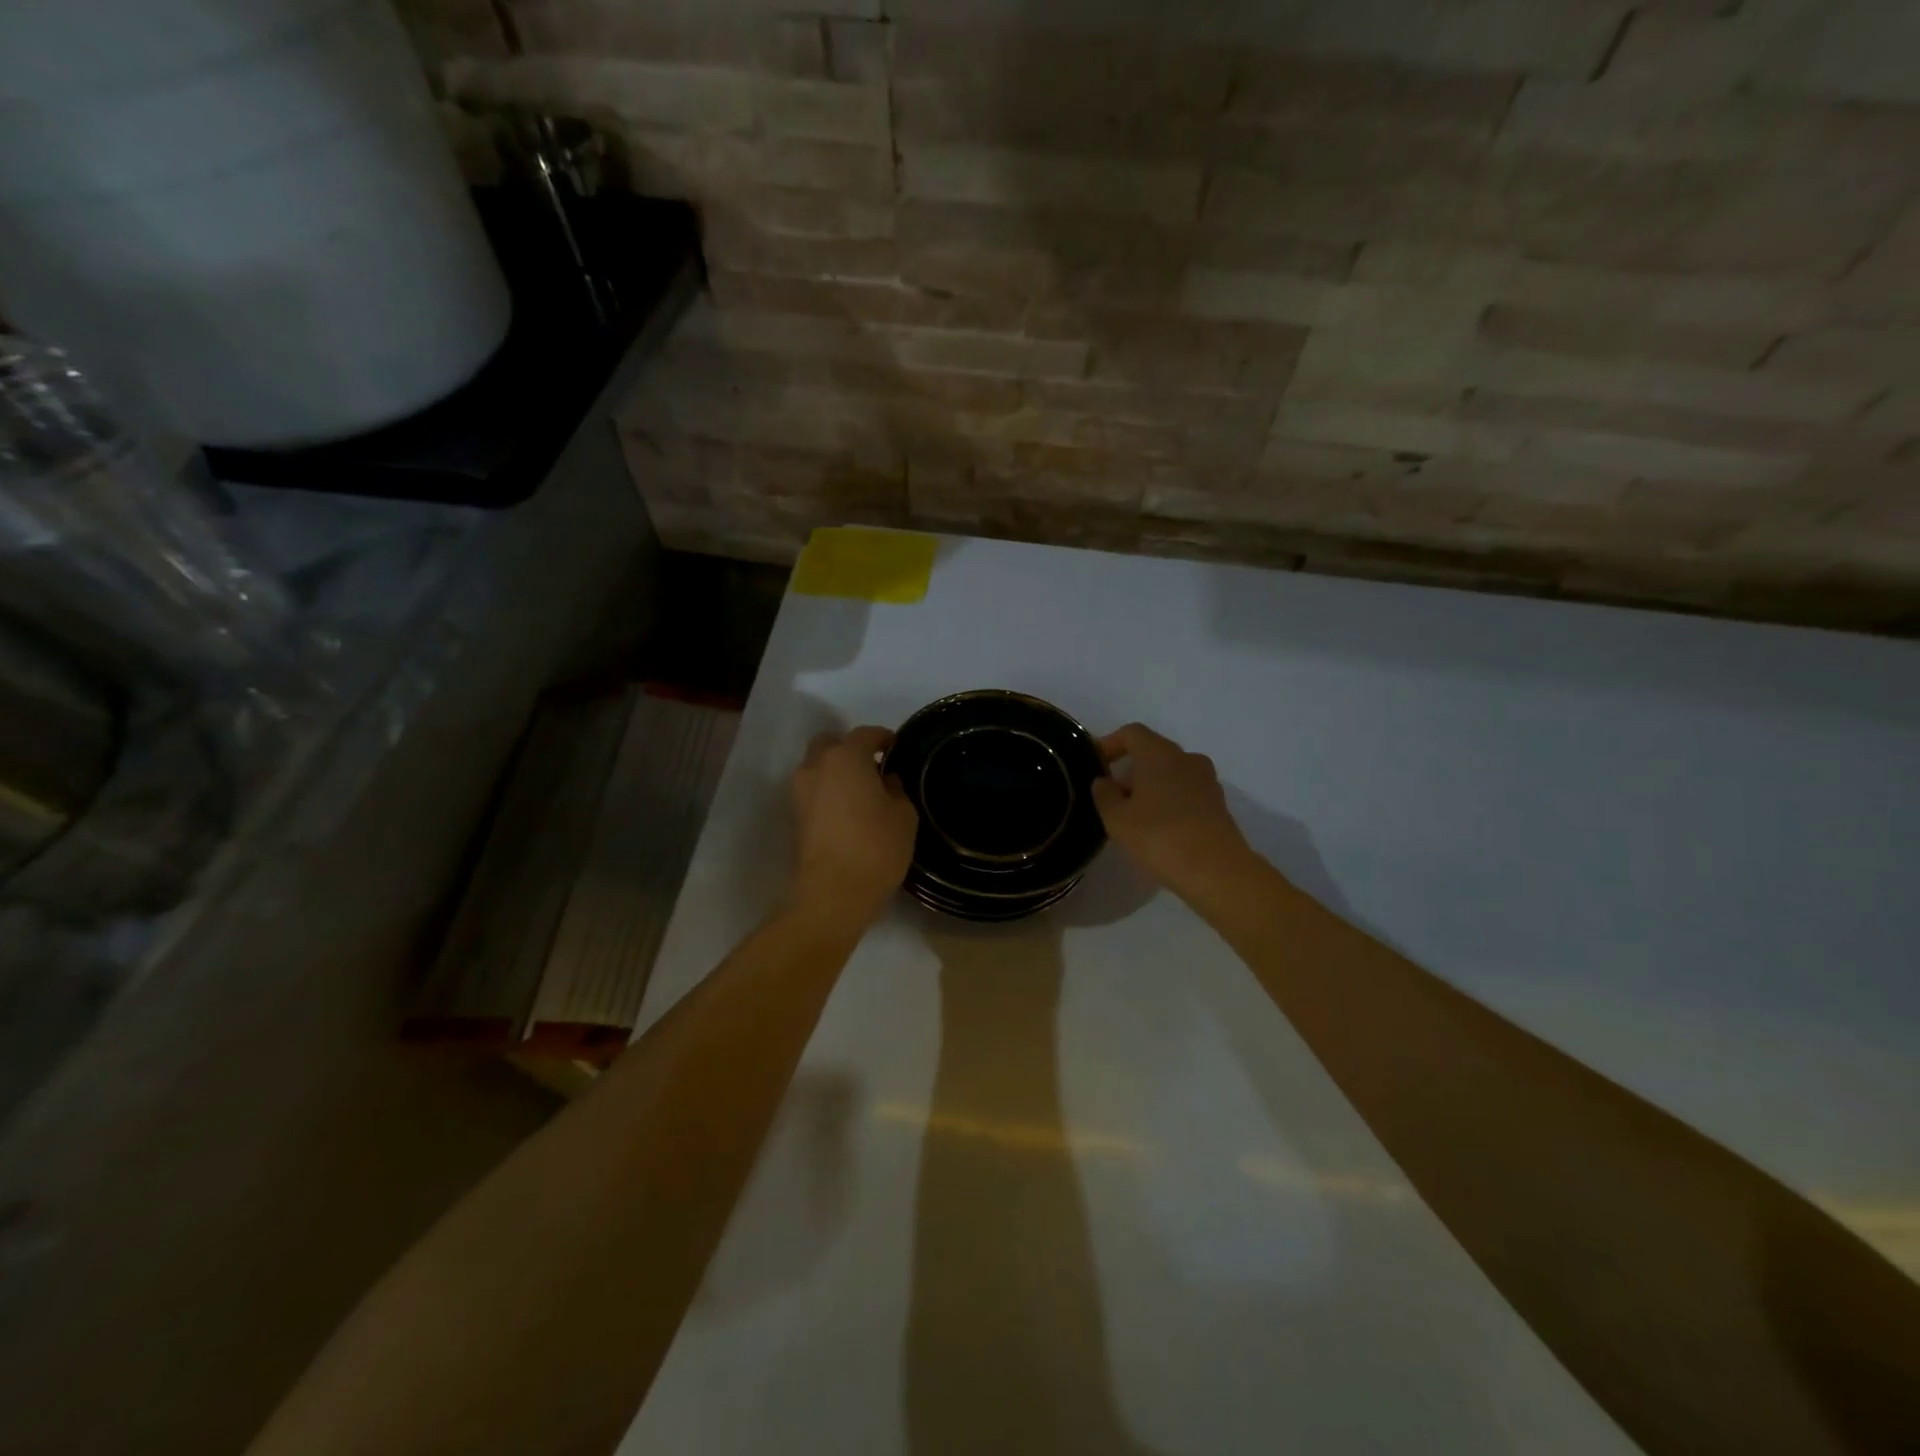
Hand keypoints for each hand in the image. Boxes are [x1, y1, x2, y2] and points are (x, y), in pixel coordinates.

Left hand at [788, 726, 917, 927]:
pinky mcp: (793, 817)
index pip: (864, 735)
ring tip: (860, 793)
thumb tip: (885, 781)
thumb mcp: (904, 816)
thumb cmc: (875, 848)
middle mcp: (815, 767)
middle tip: (872, 768)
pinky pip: (813, 792)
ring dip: (835, 773)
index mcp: (845, 757)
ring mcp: (799, 792)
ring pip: (817, 769)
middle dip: (850, 750)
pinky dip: (827, 794)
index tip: (895, 747)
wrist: (831, 894)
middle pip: (831, 745)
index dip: (882, 738)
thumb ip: (896, 790)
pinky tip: (847, 812)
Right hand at [1093, 723, 1257, 900]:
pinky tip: (1158, 828)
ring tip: (1133, 815)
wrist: (1216, 871)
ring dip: (1150, 786)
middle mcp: (1186, 759)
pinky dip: (1168, 801)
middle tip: (1111, 795)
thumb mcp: (1117, 819)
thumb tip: (1103, 782)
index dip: (1110, 743)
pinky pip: (1186, 792)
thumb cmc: (1159, 837)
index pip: (1131, 733)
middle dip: (1129, 769)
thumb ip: (1104, 795)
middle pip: (1152, 752)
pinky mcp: (1218, 805)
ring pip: (1171, 773)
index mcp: (1159, 754)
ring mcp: (1207, 781)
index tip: (1095, 763)